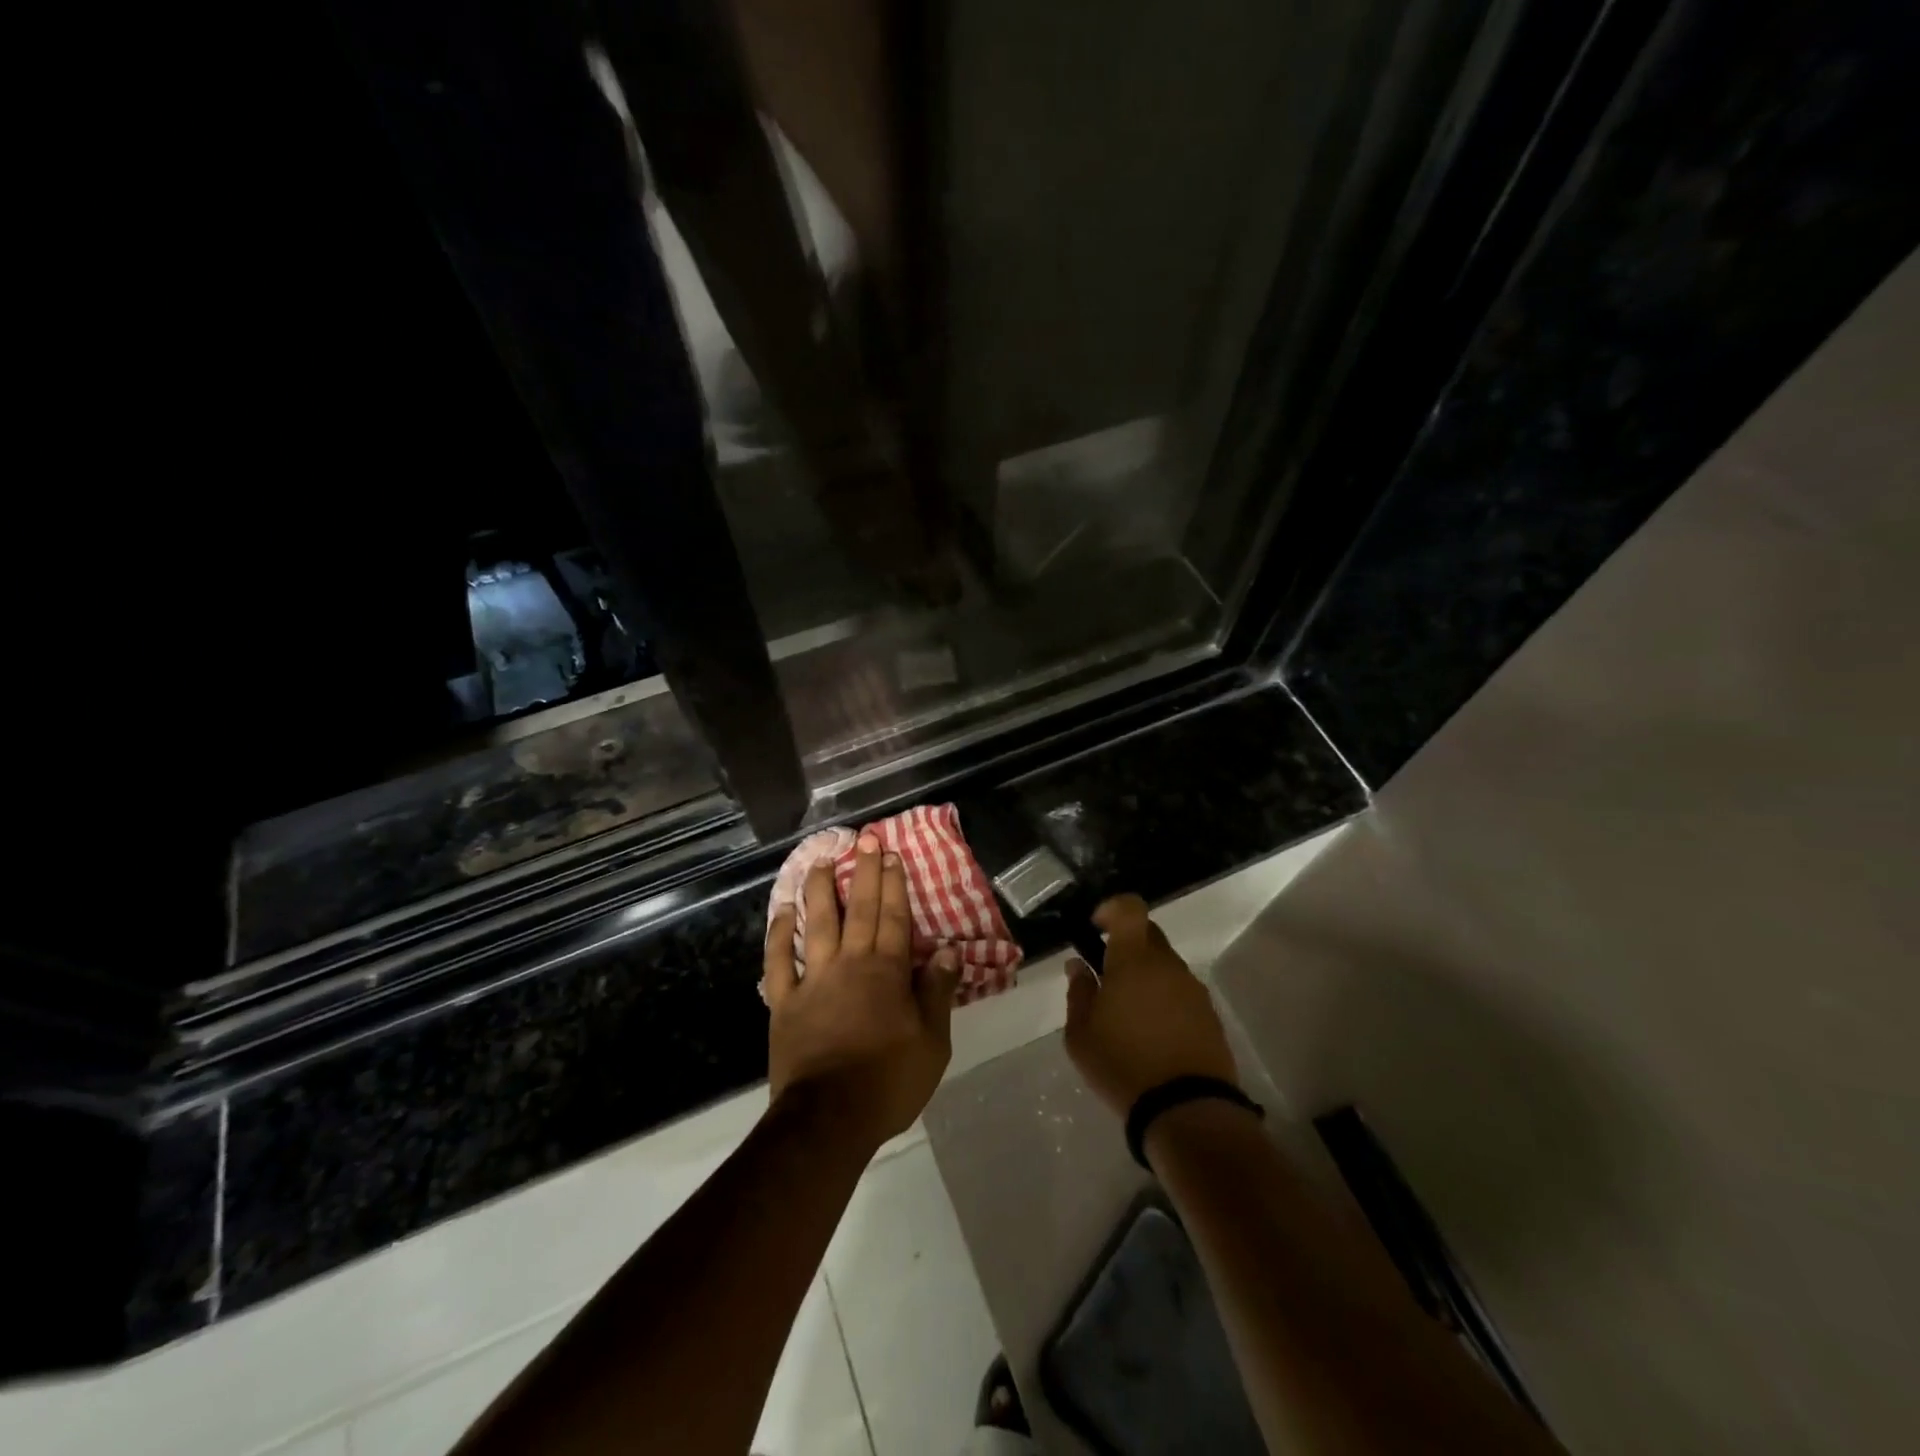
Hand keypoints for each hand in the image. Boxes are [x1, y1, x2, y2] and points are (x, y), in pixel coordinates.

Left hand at [764, 833, 960, 1152]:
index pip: (895, 918)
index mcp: (887, 972)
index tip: (892, 855)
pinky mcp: (784, 1002)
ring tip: (822, 861)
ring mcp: (813, 980)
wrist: (830, 1118)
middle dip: (865, 874)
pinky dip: (779, 935)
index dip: (895, 885)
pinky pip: (779, 962)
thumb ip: (938, 992)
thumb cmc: (889, 1081)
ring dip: (821, 890)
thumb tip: (949, 950)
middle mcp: (850, 964)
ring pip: (817, 924)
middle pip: (861, 911)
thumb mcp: (932, 1042)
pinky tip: (782, 912)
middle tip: (865, 840)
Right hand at [1063, 894, 1237, 1116]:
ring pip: (1165, 965)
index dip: (1111, 908)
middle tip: (1106, 977)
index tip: (1095, 927)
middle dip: (1126, 945)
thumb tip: (1079, 966)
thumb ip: (1079, 992)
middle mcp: (1168, 965)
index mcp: (1134, 959)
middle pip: (1148, 934)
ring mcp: (1193, 989)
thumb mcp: (1080, 1034)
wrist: (1187, 1110)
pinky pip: (1180, 992)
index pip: (1130, 908)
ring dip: (1145, 976)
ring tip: (1127, 1014)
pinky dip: (1164, 1000)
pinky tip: (1152, 1034)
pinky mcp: (1210, 1015)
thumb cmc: (1123, 1065)